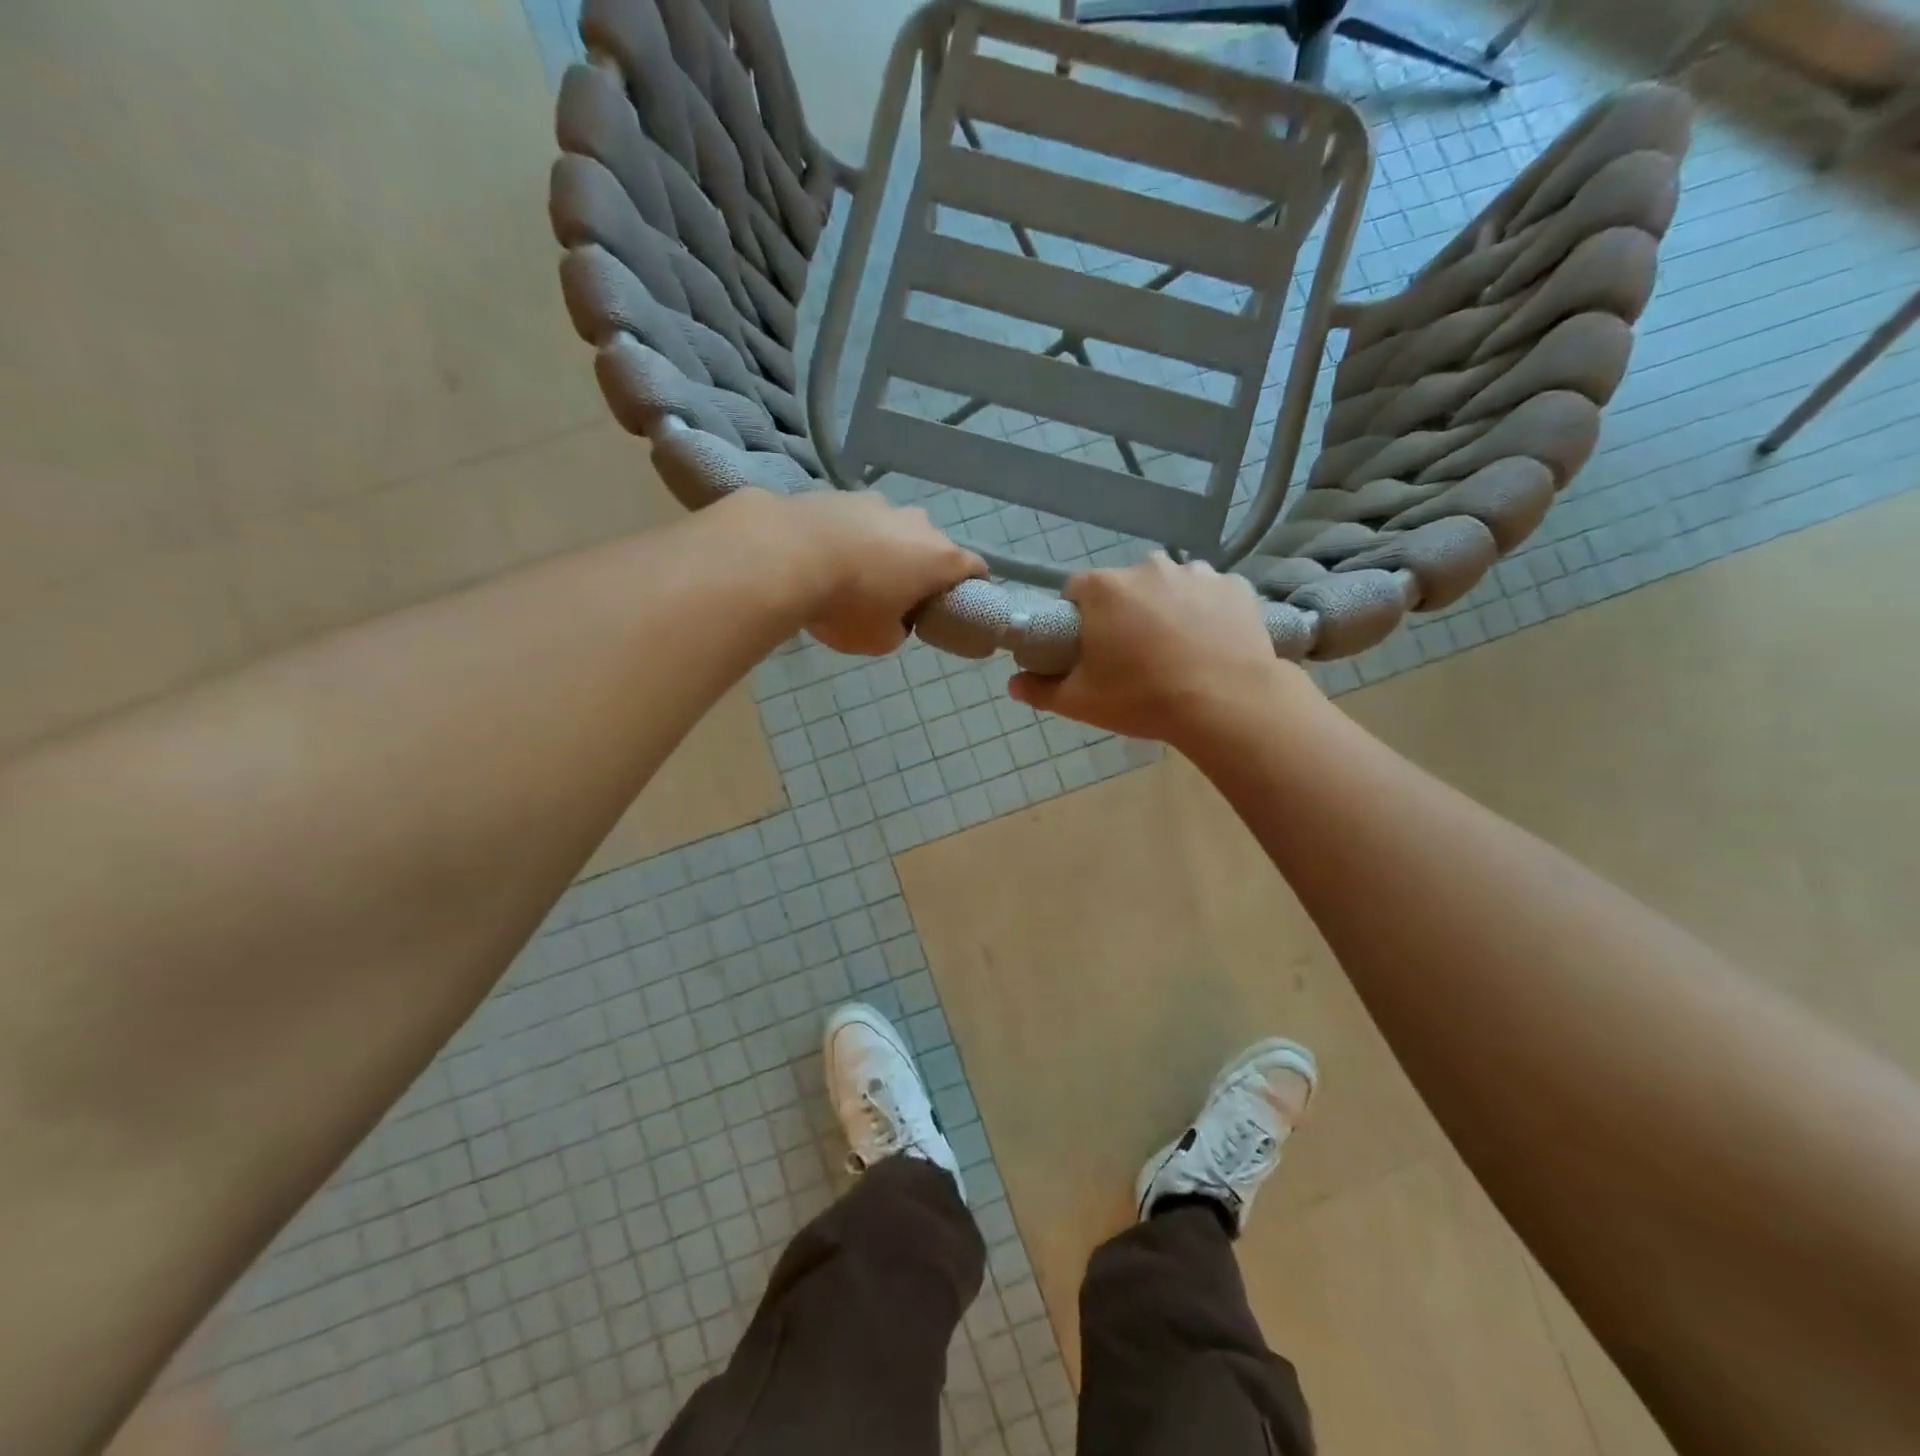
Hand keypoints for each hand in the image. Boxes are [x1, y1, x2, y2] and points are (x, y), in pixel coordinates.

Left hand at [784, 491, 985, 656]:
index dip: (972, 587)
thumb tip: (894, 618)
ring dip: (884, 550)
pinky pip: (856, 522)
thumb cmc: (847, 605)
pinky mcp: (840, 494)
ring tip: (855, 575)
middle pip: (931, 547)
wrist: (785, 555)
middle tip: (898, 597)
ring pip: (893, 530)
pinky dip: (850, 538)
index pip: (975, 568)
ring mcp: (878, 503)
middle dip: (921, 570)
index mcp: (939, 558)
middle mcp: (917, 523)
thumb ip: (899, 630)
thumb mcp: (880, 640)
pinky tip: (826, 557)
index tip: (957, 604)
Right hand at [1008, 554, 1311, 745]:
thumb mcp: (1082, 702)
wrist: (1228, 704)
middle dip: (1123, 613)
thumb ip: (1041, 690)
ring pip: (1168, 587)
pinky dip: (1206, 611)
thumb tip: (1013, 684)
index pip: (1076, 591)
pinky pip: (1209, 594)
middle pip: (1124, 587)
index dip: (1079, 619)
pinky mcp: (1235, 586)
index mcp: (1104, 589)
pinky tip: (1210, 643)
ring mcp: (1196, 572)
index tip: (1089, 648)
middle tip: (1133, 655)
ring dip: (1165, 608)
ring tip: (1177, 650)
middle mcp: (1148, 567)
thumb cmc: (1144, 699)